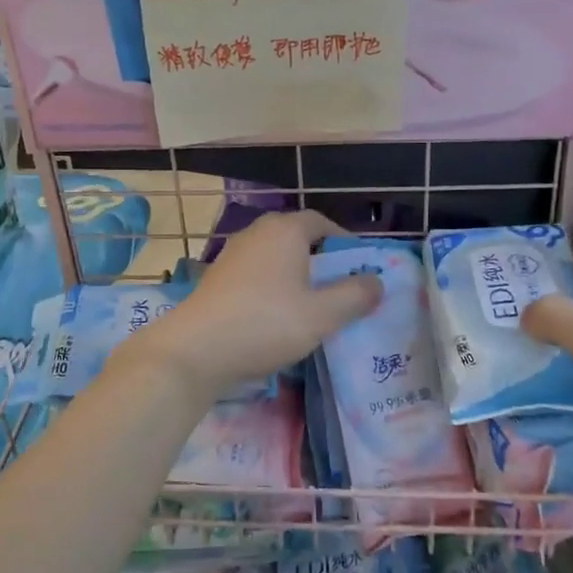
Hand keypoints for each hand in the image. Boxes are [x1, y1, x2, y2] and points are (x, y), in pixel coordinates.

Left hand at [121, 211, 381, 400]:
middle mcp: (257, 233)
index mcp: (285, 231)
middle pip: (297, 238)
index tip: (360, 266)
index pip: (321, 222)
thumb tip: (376, 282)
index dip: (344, 241)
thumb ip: (354, 296)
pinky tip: (277, 316)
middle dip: (321, 260)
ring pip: (275, 257)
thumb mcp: (322, 315)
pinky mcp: (217, 278)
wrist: (196, 350)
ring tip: (312, 305)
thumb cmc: (265, 324)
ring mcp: (232, 254)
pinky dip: (272, 287)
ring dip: (296, 275)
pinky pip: (256, 274)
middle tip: (340, 288)